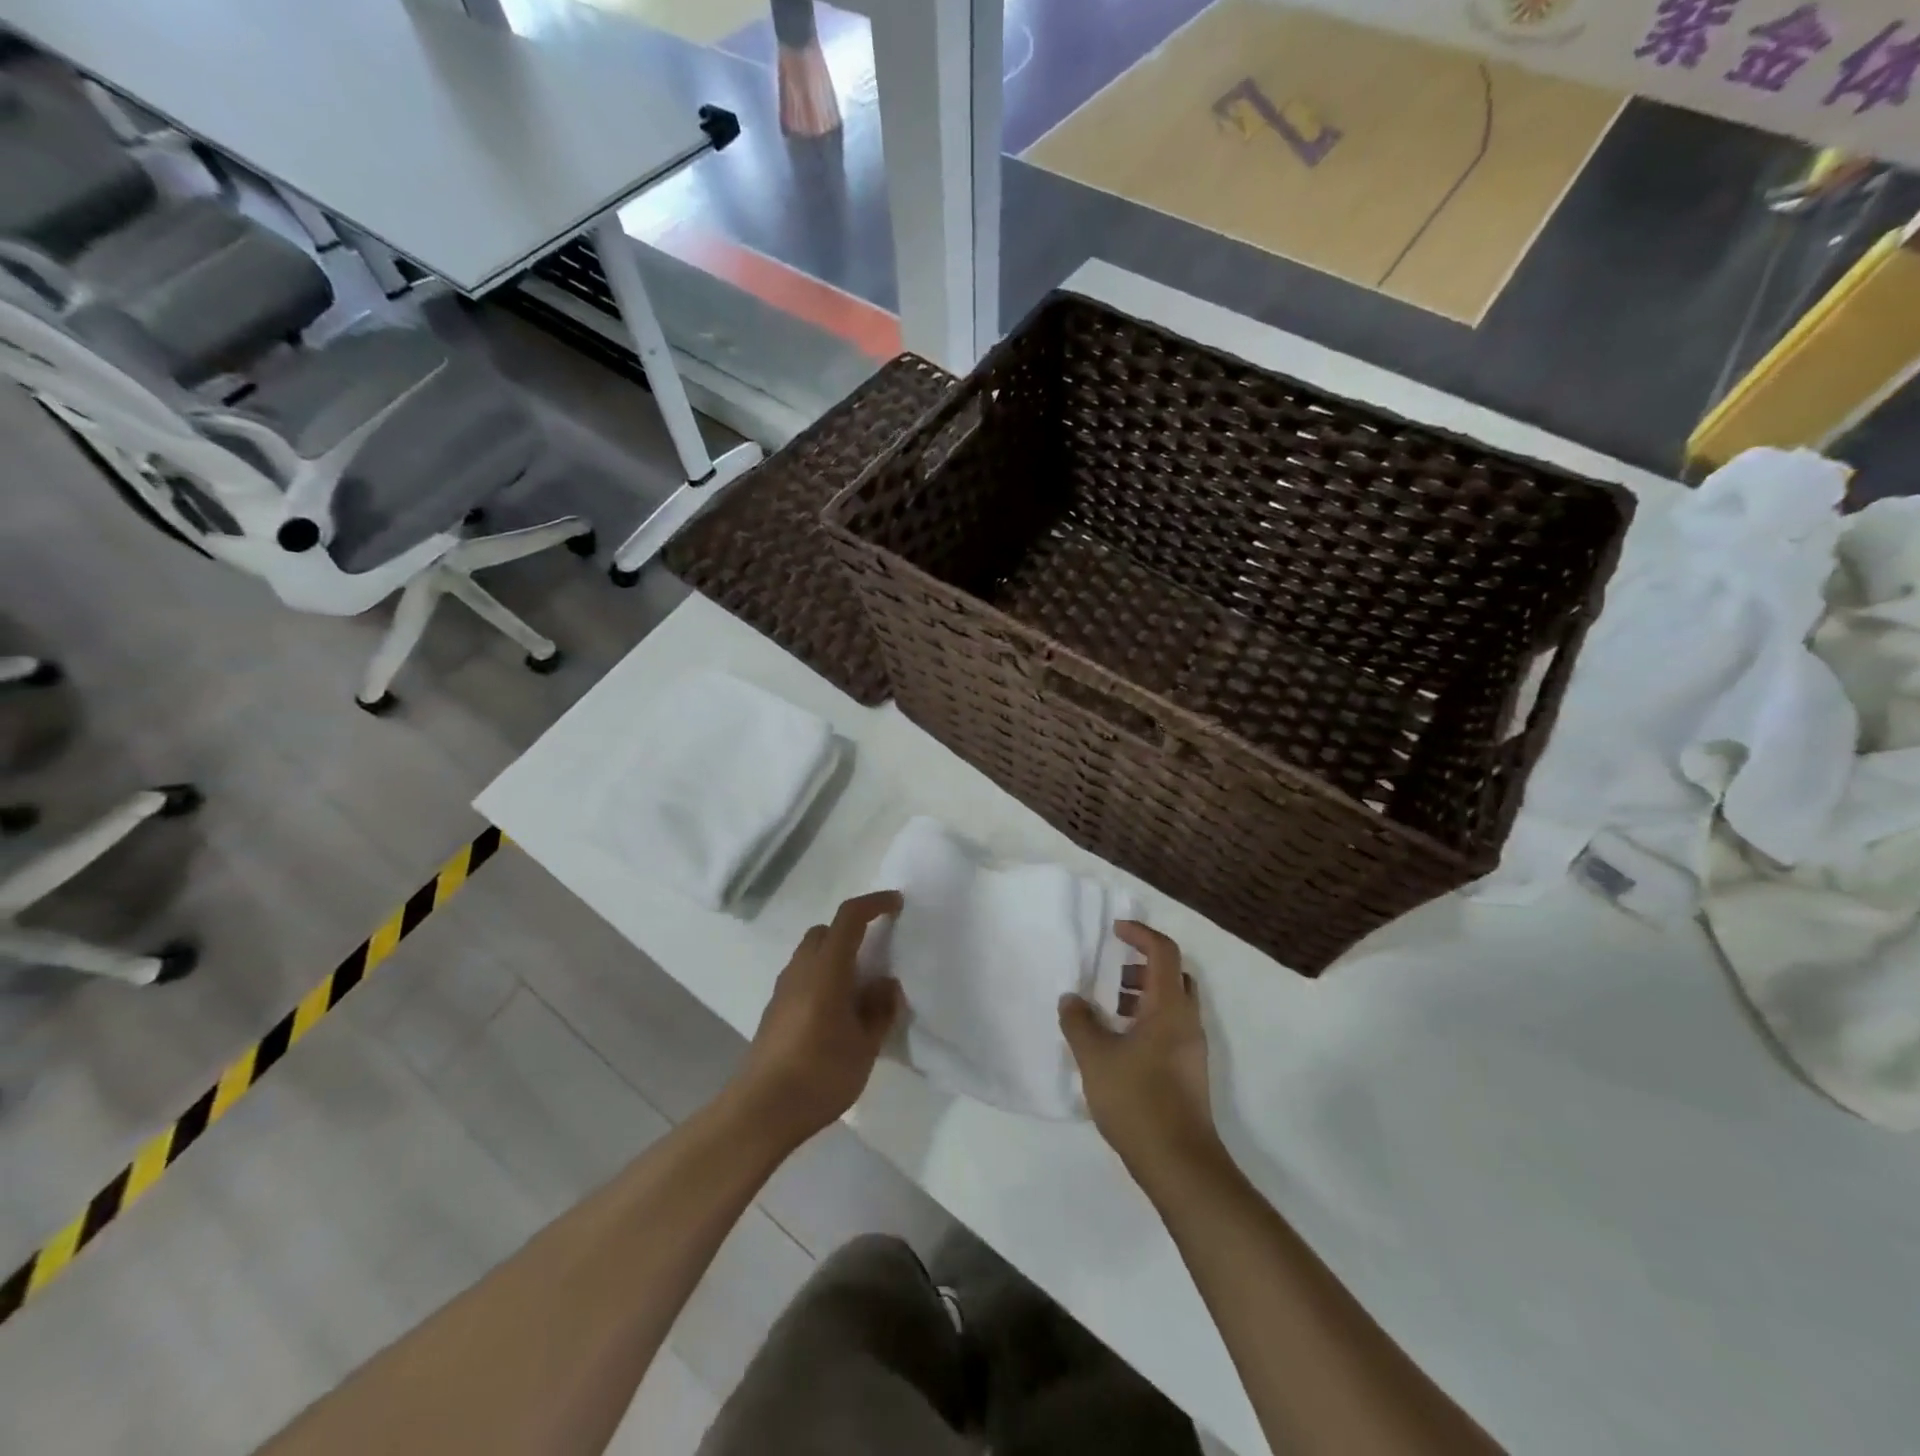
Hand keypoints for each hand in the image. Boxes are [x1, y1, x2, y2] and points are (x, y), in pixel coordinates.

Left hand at [734, 891, 903, 1149]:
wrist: (760, 1111)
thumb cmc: (819, 1074)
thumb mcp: (865, 1046)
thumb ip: (879, 1010)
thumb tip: (885, 984)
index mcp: (826, 969)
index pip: (850, 918)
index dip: (874, 904)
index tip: (897, 904)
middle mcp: (801, 969)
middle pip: (826, 931)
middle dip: (852, 930)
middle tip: (878, 950)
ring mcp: (783, 990)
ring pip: (811, 953)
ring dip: (836, 956)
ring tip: (861, 987)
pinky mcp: (774, 1010)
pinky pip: (803, 976)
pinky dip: (823, 977)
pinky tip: (837, 1011)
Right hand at [1059, 922, 1221, 1185]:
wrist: (1180, 1164)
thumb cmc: (1138, 1100)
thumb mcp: (1095, 1058)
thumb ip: (1079, 1022)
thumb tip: (1071, 999)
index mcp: (1169, 1008)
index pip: (1163, 952)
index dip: (1140, 934)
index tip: (1115, 930)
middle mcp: (1187, 1022)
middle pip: (1174, 975)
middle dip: (1143, 965)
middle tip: (1113, 974)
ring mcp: (1192, 1049)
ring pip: (1173, 1004)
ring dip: (1144, 995)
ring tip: (1110, 1011)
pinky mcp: (1188, 1072)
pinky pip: (1170, 1028)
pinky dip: (1148, 1020)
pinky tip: (1120, 1045)